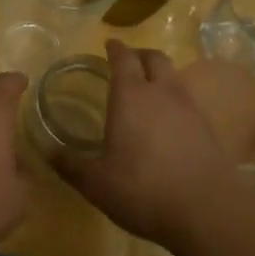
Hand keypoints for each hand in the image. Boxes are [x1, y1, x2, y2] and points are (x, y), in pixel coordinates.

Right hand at [55, 41, 240, 252]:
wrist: (208, 211)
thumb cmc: (143, 189)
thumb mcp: (95, 183)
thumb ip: (69, 164)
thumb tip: (46, 149)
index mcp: (131, 96)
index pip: (123, 59)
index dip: (115, 49)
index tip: (109, 44)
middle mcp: (162, 93)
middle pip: (155, 58)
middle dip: (140, 55)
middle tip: (129, 61)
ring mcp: (190, 109)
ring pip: (175, 77)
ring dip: (160, 74)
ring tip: (148, 88)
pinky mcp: (209, 129)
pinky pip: (188, 101)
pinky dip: (175, 99)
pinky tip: (168, 120)